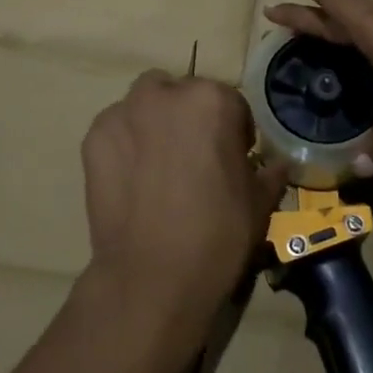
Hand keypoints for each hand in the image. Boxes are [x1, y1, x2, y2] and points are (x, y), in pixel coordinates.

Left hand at [81, 71, 286, 335]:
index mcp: (213, 100)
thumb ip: (269, 172)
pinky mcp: (94, 138)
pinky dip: (125, 143)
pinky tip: (133, 179)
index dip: (234, 131)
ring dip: (154, 122)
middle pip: (182, 94)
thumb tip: (278, 165)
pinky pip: (116, 129)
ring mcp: (124, 113)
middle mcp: (166, 94)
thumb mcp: (259, 202)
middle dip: (190, 117)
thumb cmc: (218, 235)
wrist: (152, 278)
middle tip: (194, 158)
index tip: (232, 158)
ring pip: (144, 104)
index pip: (229, 101)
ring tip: (159, 166)